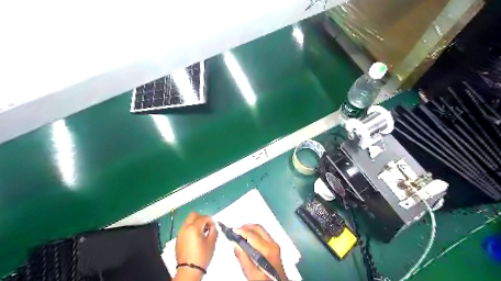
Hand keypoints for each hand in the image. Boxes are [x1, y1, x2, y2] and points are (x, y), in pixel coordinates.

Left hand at [175, 213, 217, 277]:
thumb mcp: (211, 242)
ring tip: (202, 232)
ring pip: (188, 221)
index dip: (210, 220)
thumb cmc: (202, 256)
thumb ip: (213, 230)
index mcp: (194, 228)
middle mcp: (185, 228)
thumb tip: (212, 226)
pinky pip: (185, 228)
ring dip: (196, 223)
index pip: (204, 217)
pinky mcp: (178, 239)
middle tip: (207, 225)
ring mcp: (180, 233)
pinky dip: (191, 228)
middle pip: (193, 215)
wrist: (189, 270)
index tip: (213, 226)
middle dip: (201, 218)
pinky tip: (195, 237)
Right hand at [232, 223, 287, 280]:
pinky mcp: (274, 246)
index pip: (252, 235)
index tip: (231, 231)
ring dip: (250, 229)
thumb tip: (235, 244)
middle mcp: (272, 244)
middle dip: (245, 227)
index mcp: (267, 250)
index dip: (241, 231)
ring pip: (261, 230)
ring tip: (239, 234)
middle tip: (235, 231)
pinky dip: (254, 233)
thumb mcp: (251, 274)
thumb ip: (243, 258)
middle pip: (258, 228)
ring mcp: (275, 244)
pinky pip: (263, 234)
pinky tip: (248, 239)